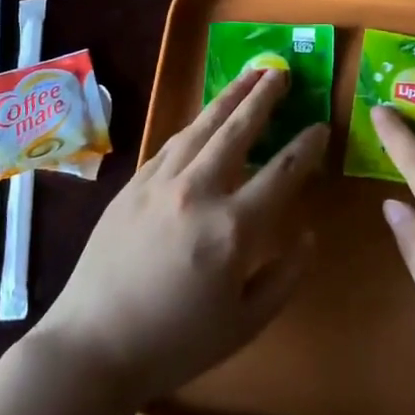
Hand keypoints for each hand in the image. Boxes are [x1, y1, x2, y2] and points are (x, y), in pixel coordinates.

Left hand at [31, 68, 328, 406]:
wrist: (94, 343)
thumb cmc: (176, 342)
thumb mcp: (245, 323)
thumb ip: (284, 276)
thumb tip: (309, 235)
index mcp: (233, 228)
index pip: (282, 172)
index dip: (306, 146)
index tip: (320, 127)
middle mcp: (198, 192)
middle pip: (238, 130)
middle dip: (264, 97)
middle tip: (281, 71)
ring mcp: (160, 182)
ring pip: (202, 126)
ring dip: (229, 97)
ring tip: (249, 75)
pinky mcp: (133, 184)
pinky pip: (170, 142)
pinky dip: (194, 124)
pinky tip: (204, 117)